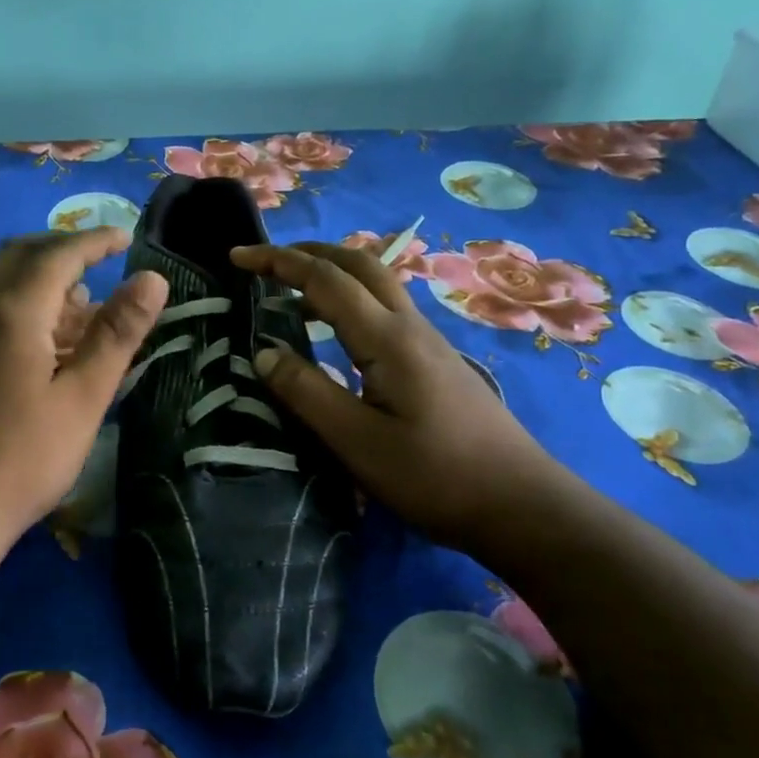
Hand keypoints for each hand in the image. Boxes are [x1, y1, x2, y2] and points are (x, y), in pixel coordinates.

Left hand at [0, 228, 168, 550]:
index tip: (125, 238)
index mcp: (12, 311)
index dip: (95, 241)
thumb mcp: (84, 398)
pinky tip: (6, 322)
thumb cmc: (25, 459)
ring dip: (23, 266)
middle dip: (58, 247)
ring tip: (57, 290)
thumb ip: (116, 333)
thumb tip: (152, 278)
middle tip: (95, 258)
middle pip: (16, 254)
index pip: (59, 255)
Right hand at [231, 240, 562, 541]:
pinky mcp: (437, 361)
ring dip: (332, 272)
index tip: (237, 257)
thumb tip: (263, 353)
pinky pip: (386, 308)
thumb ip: (306, 393)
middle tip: (265, 263)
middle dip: (308, 252)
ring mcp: (429, 342)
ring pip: (377, 283)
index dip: (278, 262)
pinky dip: (351, 298)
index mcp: (388, 339)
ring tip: (293, 291)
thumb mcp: (357, 442)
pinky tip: (339, 331)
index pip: (325, 279)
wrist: (522, 504)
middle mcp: (410, 327)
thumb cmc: (435, 476)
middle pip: (358, 263)